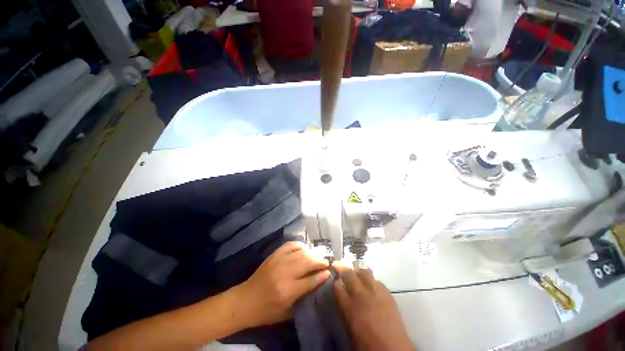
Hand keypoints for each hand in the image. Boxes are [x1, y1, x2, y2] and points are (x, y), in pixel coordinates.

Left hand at [236, 242, 329, 327]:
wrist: (245, 301)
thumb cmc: (266, 311)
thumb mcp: (287, 313)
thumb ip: (303, 299)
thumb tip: (318, 284)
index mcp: (288, 291)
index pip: (310, 280)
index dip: (321, 275)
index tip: (328, 272)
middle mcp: (284, 274)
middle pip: (307, 262)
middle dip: (319, 261)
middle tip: (326, 262)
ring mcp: (278, 261)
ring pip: (300, 253)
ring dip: (311, 253)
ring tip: (316, 256)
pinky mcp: (274, 255)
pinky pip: (290, 245)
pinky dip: (299, 245)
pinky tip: (304, 249)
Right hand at [334, 263, 414, 350]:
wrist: (393, 349)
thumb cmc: (367, 344)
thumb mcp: (350, 328)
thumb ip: (346, 311)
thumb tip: (344, 300)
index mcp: (349, 306)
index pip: (338, 287)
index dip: (336, 283)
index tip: (336, 281)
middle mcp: (360, 294)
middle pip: (349, 275)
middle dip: (345, 272)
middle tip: (344, 273)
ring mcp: (374, 291)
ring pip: (363, 273)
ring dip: (359, 272)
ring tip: (357, 275)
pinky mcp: (386, 293)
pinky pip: (377, 280)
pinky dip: (372, 280)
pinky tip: (372, 285)